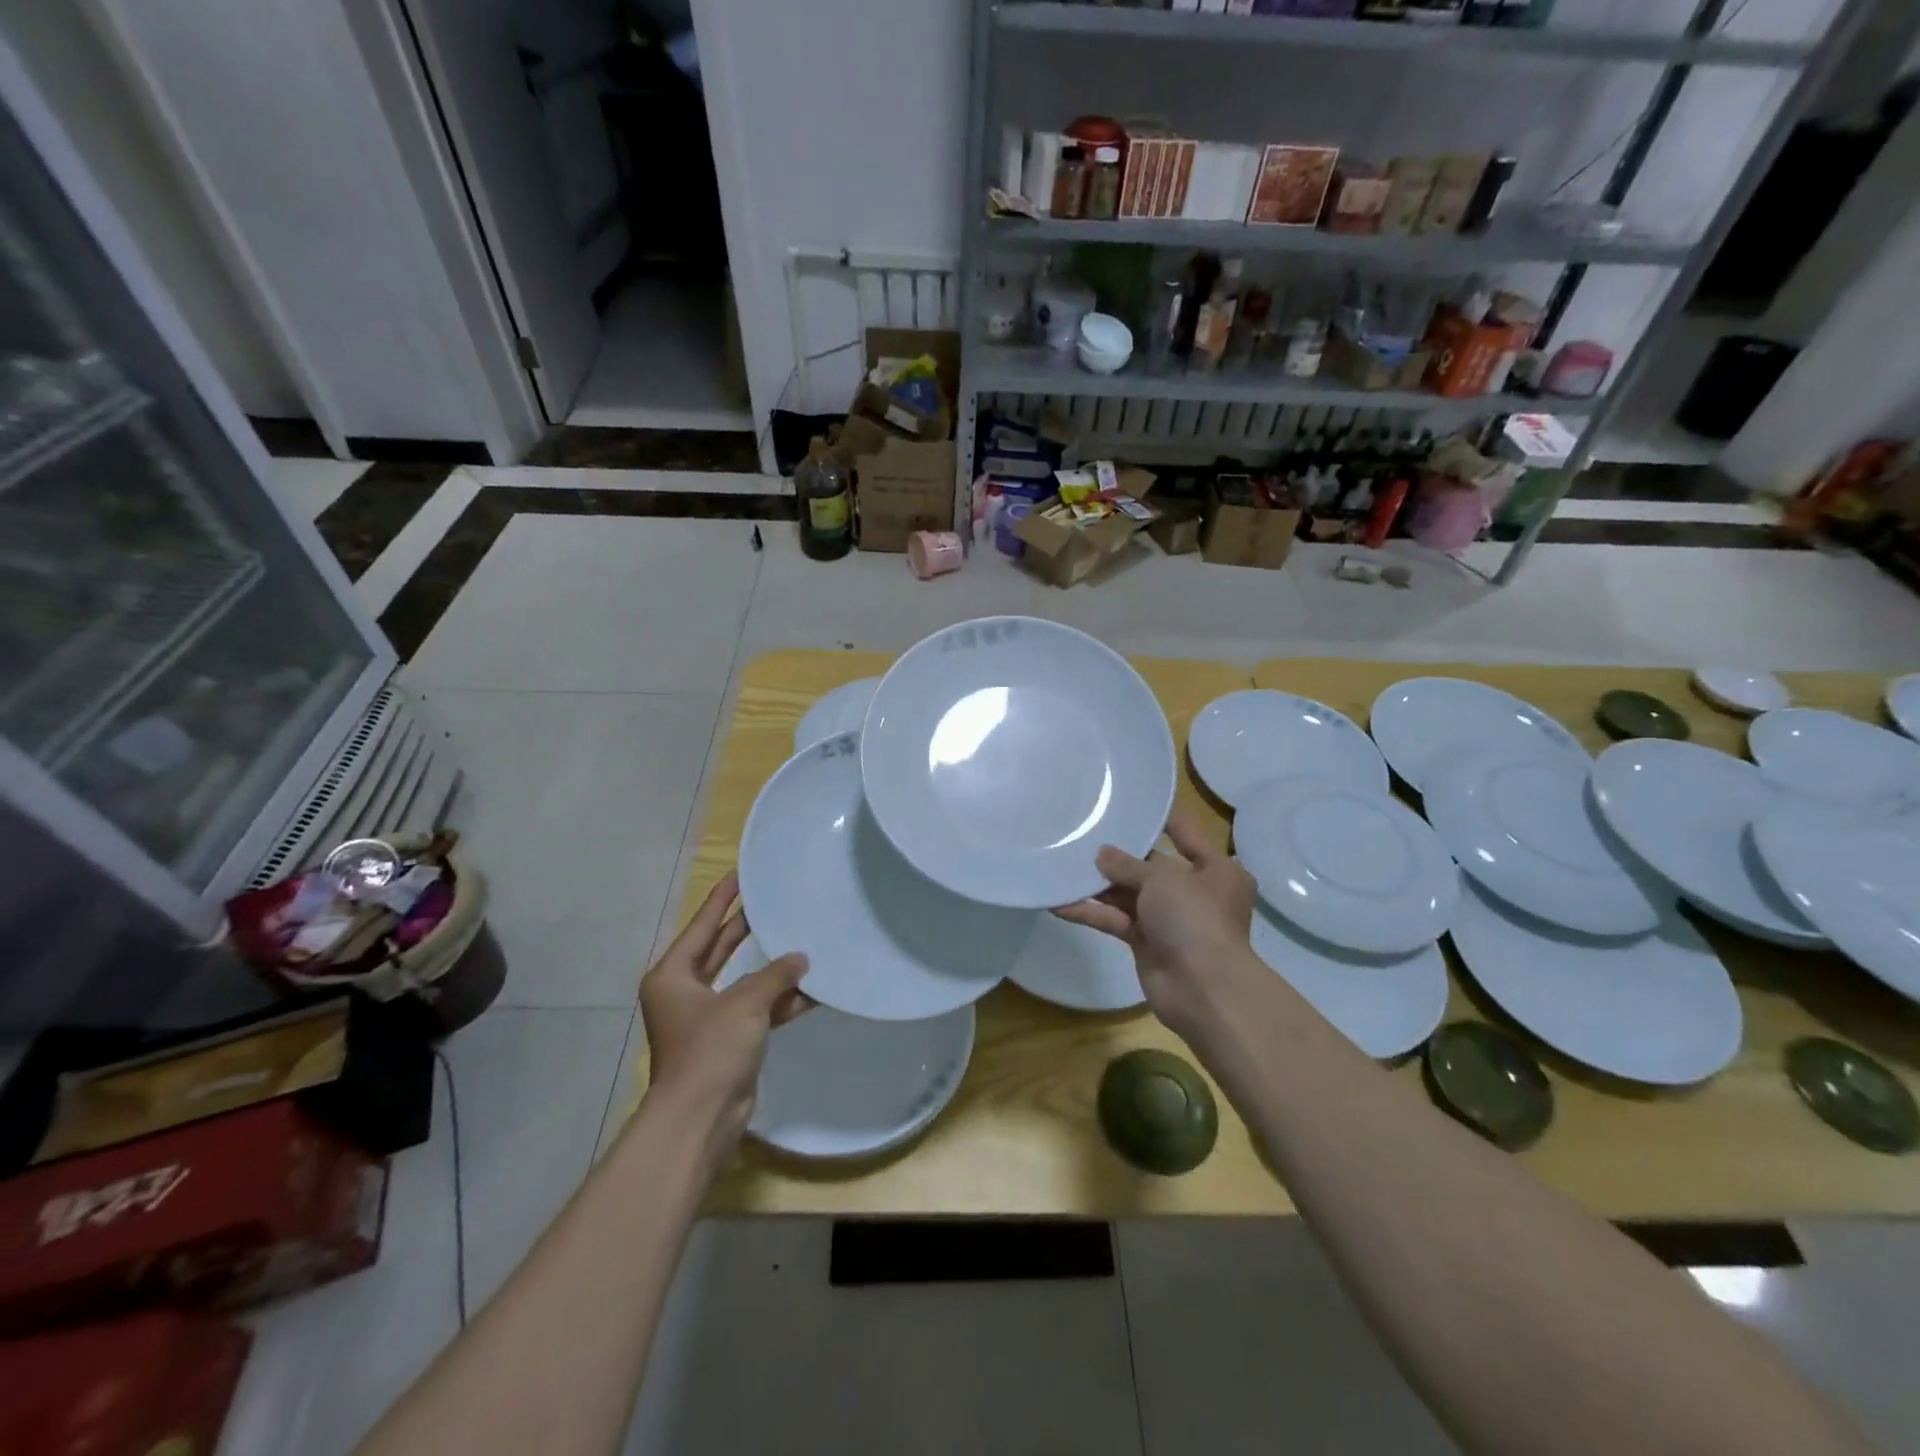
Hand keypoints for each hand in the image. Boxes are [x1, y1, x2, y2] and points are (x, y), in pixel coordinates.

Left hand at [639, 871, 810, 1150]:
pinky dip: (779, 1002)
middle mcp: (686, 992)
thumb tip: (801, 959)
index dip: (722, 899)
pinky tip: (811, 991)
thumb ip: (775, 975)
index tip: (739, 874)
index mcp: (673, 976)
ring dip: (770, 969)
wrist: (701, 1118)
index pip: (702, 926)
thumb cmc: (710, 1049)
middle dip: (745, 928)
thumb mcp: (744, 1003)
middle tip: (770, 900)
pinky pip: (757, 1010)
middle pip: (720, 949)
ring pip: (743, 980)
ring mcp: (707, 1018)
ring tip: (800, 940)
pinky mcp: (729, 1040)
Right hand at [1055, 805, 1258, 1040]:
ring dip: (1100, 884)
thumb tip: (1102, 855)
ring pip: (1129, 894)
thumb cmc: (1194, 917)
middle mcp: (1195, 891)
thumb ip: (1128, 864)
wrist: (1203, 988)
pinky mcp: (1147, 943)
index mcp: (1216, 869)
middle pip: (1152, 866)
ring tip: (1064, 864)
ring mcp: (1170, 919)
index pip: (1185, 832)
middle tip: (1084, 833)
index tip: (1131, 800)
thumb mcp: (1162, 878)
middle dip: (1119, 855)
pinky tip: (1059, 903)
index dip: (1160, 817)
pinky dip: (1092, 913)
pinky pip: (1116, 921)